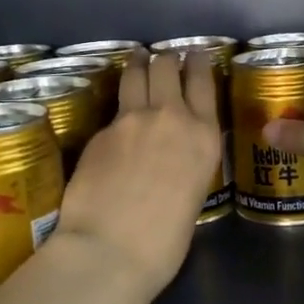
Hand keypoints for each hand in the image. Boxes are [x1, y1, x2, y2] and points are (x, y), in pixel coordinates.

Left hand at [54, 51, 223, 303]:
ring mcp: (131, 119)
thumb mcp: (194, 192)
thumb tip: (172, 152)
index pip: (203, 81)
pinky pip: (114, 109)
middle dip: (166, 58)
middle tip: (164, 58)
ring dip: (138, 63)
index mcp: (204, 136)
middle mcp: (170, 116)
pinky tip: (116, 113)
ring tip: (137, 58)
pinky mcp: (100, 130)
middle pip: (167, 66)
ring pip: (135, 73)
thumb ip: (186, 160)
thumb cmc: (165, 241)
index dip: (198, 61)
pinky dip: (118, 104)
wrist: (110, 250)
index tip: (195, 53)